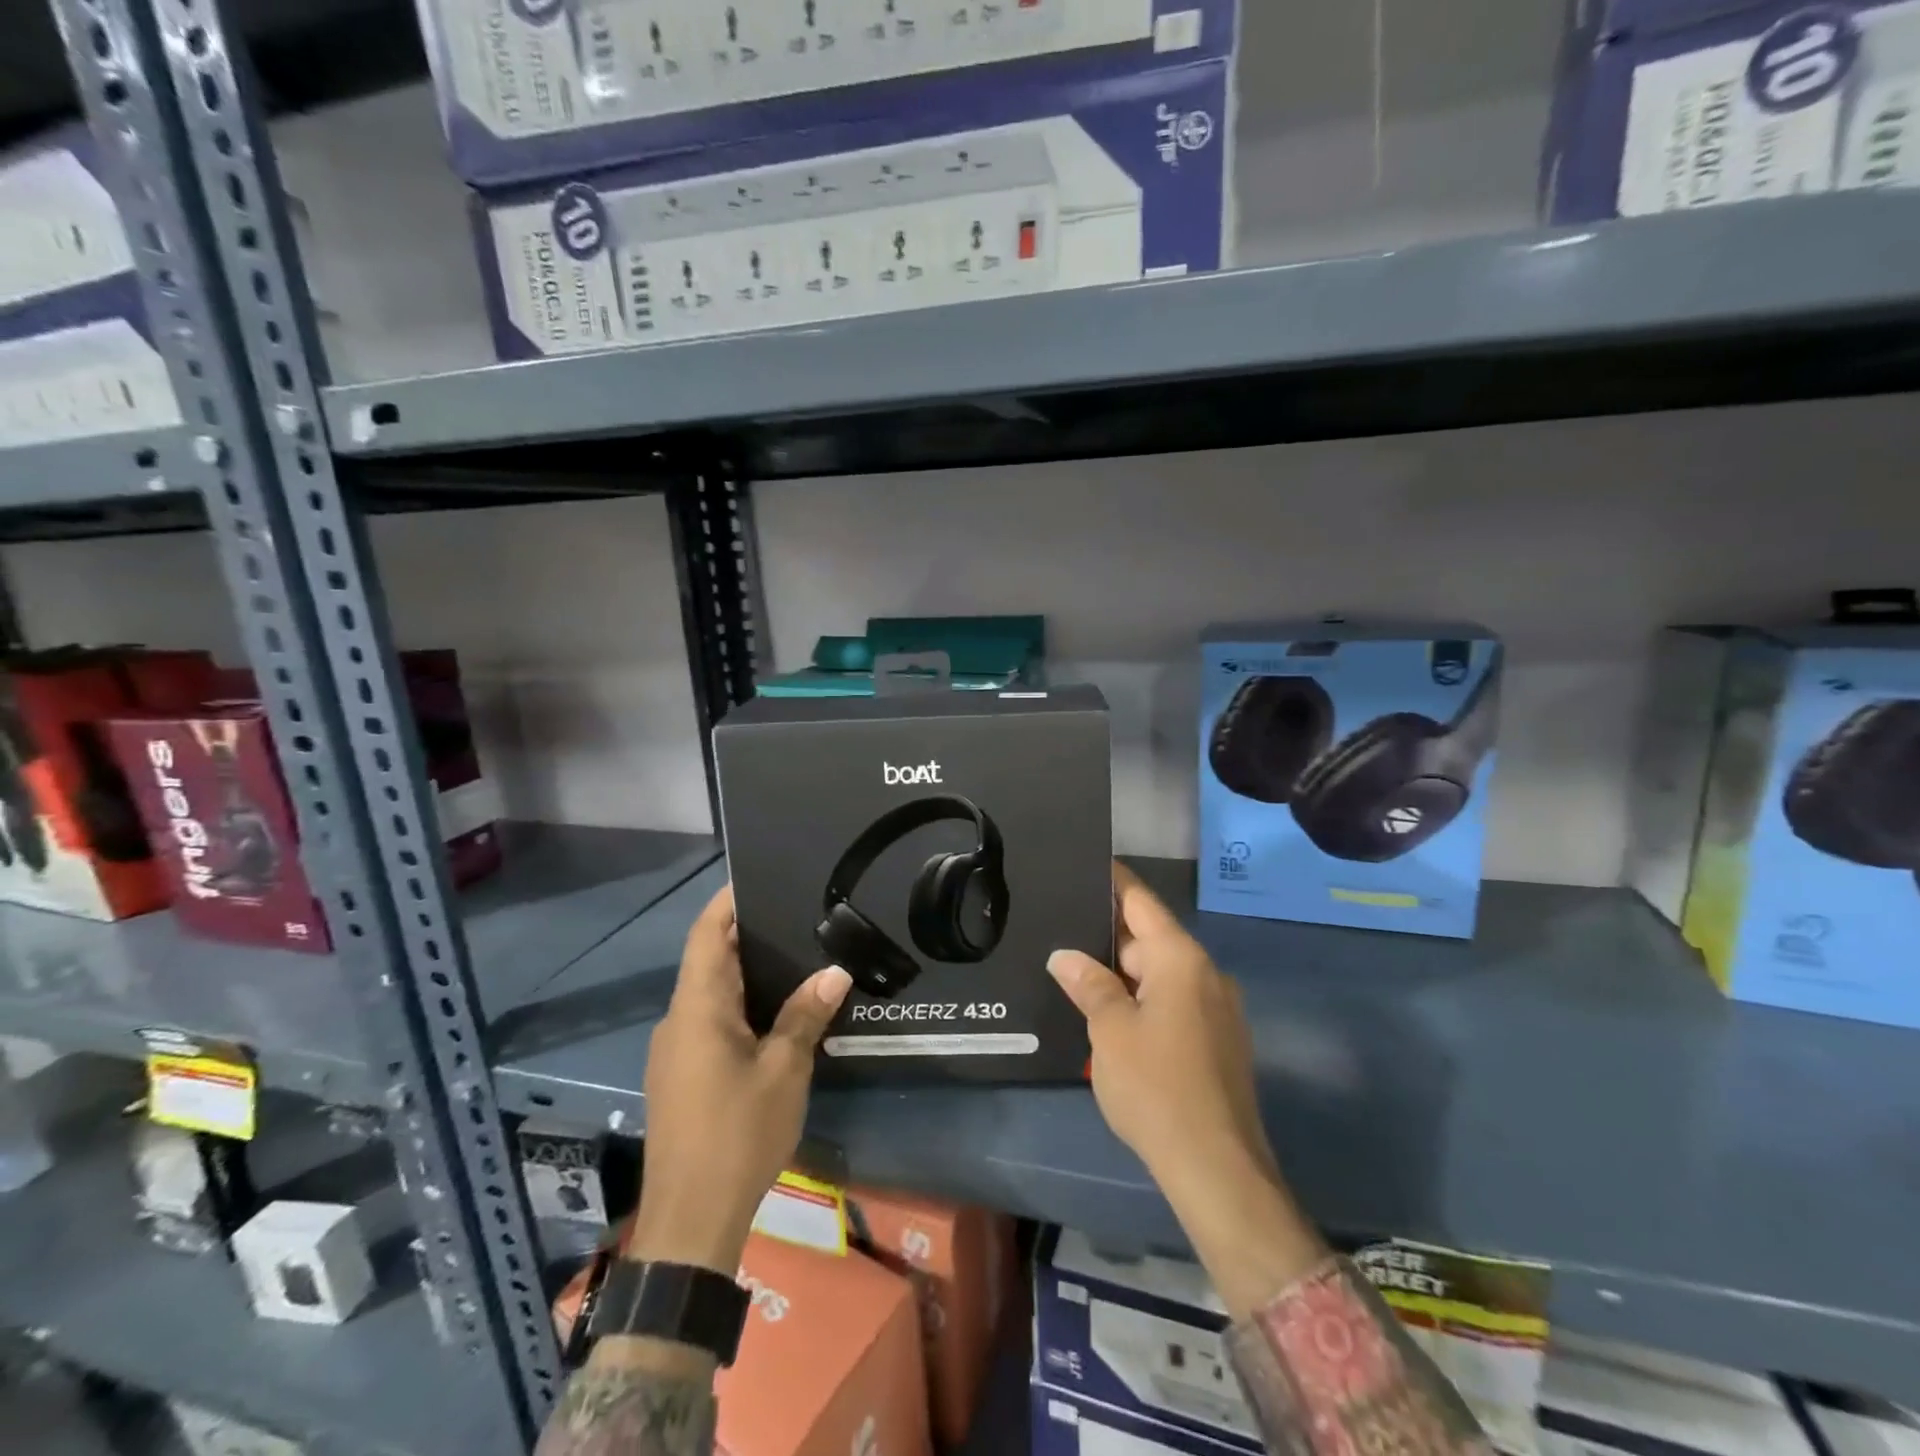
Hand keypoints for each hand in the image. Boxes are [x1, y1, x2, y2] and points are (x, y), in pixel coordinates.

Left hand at [627, 884, 852, 1276]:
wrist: (691, 1220)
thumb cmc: (738, 1133)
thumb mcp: (784, 1070)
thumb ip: (806, 1014)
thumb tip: (834, 971)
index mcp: (697, 1008)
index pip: (706, 933)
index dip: (728, 901)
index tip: (761, 878)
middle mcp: (678, 1019)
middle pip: (708, 958)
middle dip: (746, 934)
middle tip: (796, 915)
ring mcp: (674, 1049)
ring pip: (709, 992)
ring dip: (744, 971)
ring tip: (794, 956)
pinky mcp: (680, 1075)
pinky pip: (708, 1020)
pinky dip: (738, 1003)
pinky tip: (774, 1012)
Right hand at [1048, 863, 1324, 1317]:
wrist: (1217, 1170)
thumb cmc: (1157, 1087)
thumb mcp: (1110, 1030)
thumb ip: (1088, 983)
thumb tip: (1065, 956)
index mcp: (1181, 959)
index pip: (1141, 902)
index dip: (1113, 881)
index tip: (1085, 864)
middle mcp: (1207, 974)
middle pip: (1150, 939)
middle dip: (1108, 936)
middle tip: (1062, 928)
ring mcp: (1218, 1009)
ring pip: (1161, 974)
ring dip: (1123, 972)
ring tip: (1077, 970)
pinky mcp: (1219, 1042)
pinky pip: (1175, 1002)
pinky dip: (1143, 999)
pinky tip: (1111, 1014)